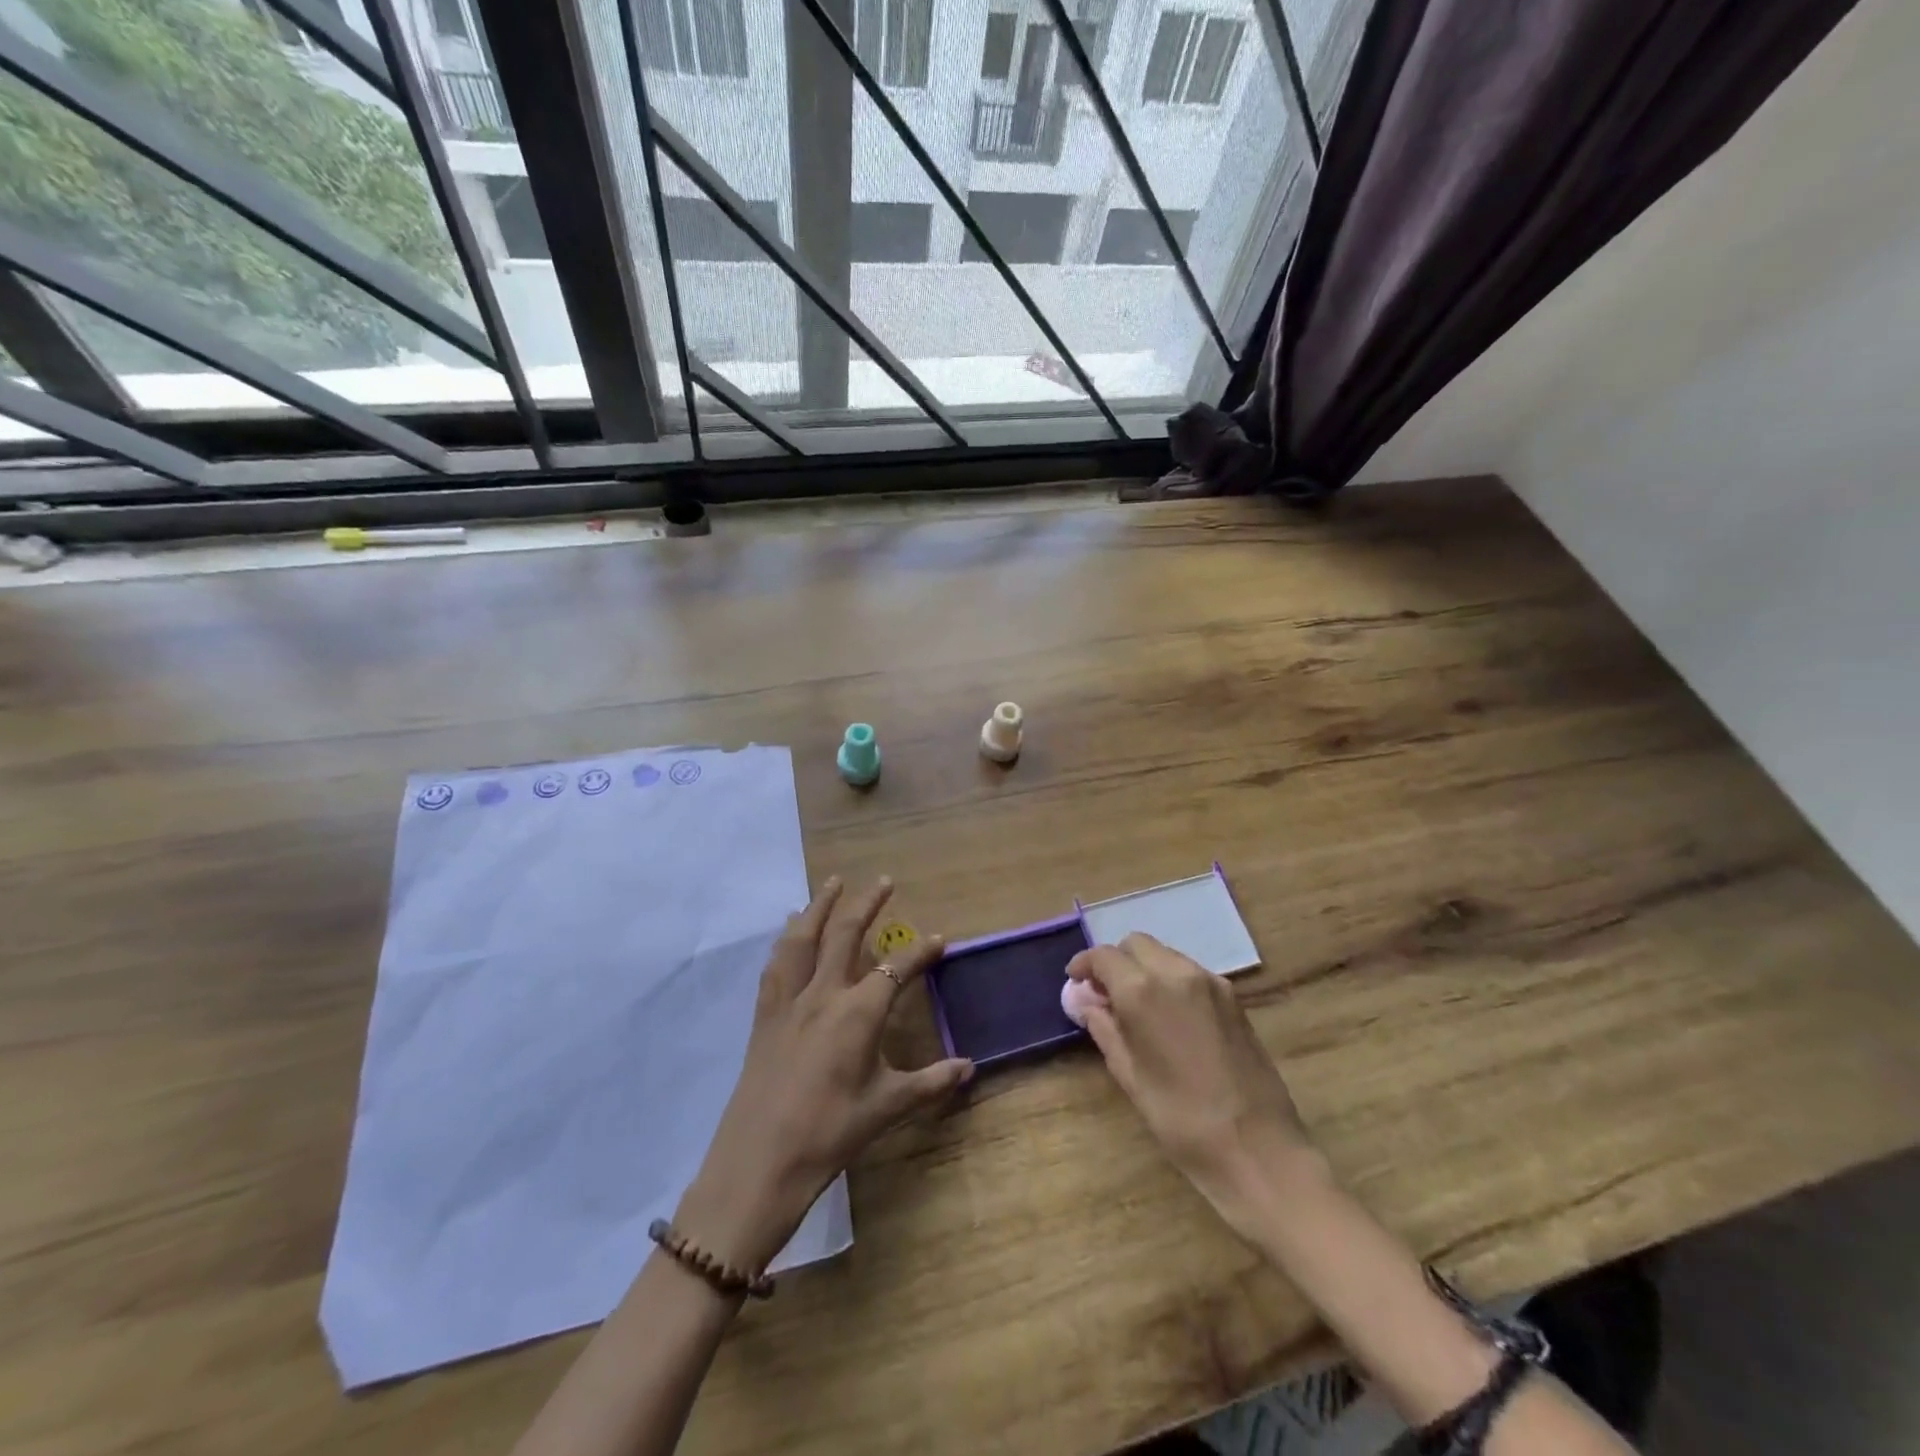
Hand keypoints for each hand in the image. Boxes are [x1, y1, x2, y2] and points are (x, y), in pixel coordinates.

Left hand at [675, 877, 971, 1271]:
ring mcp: (789, 1002)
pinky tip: (789, 932)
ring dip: (819, 906)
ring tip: (832, 883)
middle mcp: (823, 994)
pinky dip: (786, 941)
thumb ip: (931, 1083)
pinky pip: (776, 966)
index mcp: (858, 1013)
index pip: (897, 968)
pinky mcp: (764, 1016)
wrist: (759, 1163)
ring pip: (804, 939)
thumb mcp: (887, 1108)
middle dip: (867, 904)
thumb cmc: (830, 1133)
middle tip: (884, 881)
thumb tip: (970, 1067)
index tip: (939, 938)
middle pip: (846, 935)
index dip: (921, 951)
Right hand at [1066, 933, 1323, 1232]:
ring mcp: (1210, 982)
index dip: (1085, 965)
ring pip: (1165, 954)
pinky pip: (1190, 972)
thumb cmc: (1181, 1120)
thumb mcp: (1130, 1076)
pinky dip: (1170, 979)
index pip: (1105, 956)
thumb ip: (1105, 1029)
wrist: (1259, 1150)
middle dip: (1116, 961)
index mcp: (1143, 991)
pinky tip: (1168, 1015)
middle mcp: (1176, 973)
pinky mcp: (1233, 997)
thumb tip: (1086, 1003)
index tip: (1075, 981)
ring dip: (1144, 967)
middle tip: (1105, 993)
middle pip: (1137, 944)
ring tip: (1136, 1005)